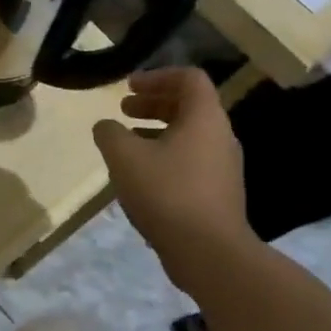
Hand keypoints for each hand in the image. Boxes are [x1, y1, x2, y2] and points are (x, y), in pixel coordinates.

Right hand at [92, 68, 252, 290]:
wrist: (209, 253)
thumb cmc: (167, 193)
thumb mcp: (124, 156)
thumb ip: (110, 133)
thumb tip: (106, 126)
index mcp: (204, 119)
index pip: (190, 78)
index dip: (157, 76)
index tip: (129, 87)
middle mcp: (220, 137)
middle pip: (189, 106)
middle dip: (153, 103)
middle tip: (123, 109)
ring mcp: (223, 168)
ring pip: (189, 135)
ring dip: (156, 131)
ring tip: (127, 143)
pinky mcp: (218, 194)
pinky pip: (191, 161)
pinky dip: (165, 156)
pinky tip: (141, 176)